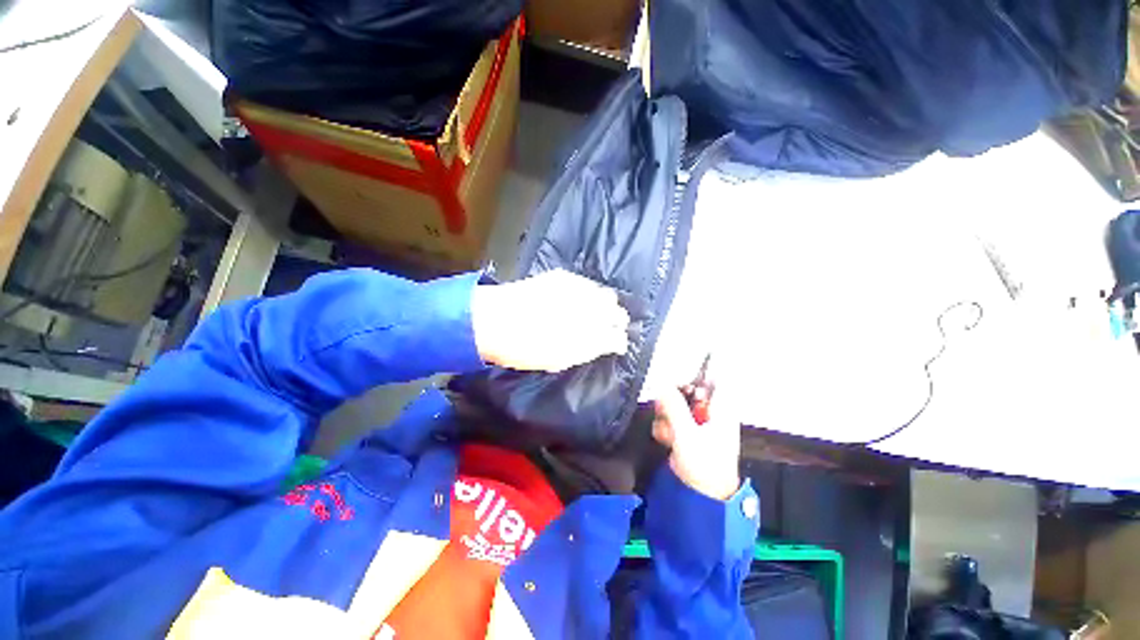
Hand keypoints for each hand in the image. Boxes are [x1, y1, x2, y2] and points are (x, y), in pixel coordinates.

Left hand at [471, 270, 629, 372]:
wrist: (493, 320)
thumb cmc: (525, 348)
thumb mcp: (560, 359)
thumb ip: (589, 350)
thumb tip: (611, 344)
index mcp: (587, 334)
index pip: (616, 336)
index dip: (619, 340)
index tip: (618, 344)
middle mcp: (588, 309)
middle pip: (617, 311)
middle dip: (617, 319)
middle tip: (610, 326)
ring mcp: (577, 290)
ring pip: (606, 294)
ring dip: (606, 304)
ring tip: (597, 312)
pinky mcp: (563, 277)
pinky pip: (587, 283)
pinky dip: (589, 292)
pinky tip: (580, 298)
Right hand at [652, 385, 741, 500]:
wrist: (702, 496)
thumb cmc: (704, 465)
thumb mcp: (687, 433)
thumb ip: (673, 406)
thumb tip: (661, 383)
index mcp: (721, 409)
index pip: (713, 378)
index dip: (696, 373)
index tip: (678, 376)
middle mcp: (710, 413)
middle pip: (689, 390)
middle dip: (674, 399)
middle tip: (664, 408)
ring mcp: (698, 423)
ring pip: (677, 405)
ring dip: (667, 415)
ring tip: (667, 431)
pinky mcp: (686, 433)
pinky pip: (672, 420)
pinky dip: (666, 427)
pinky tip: (666, 439)